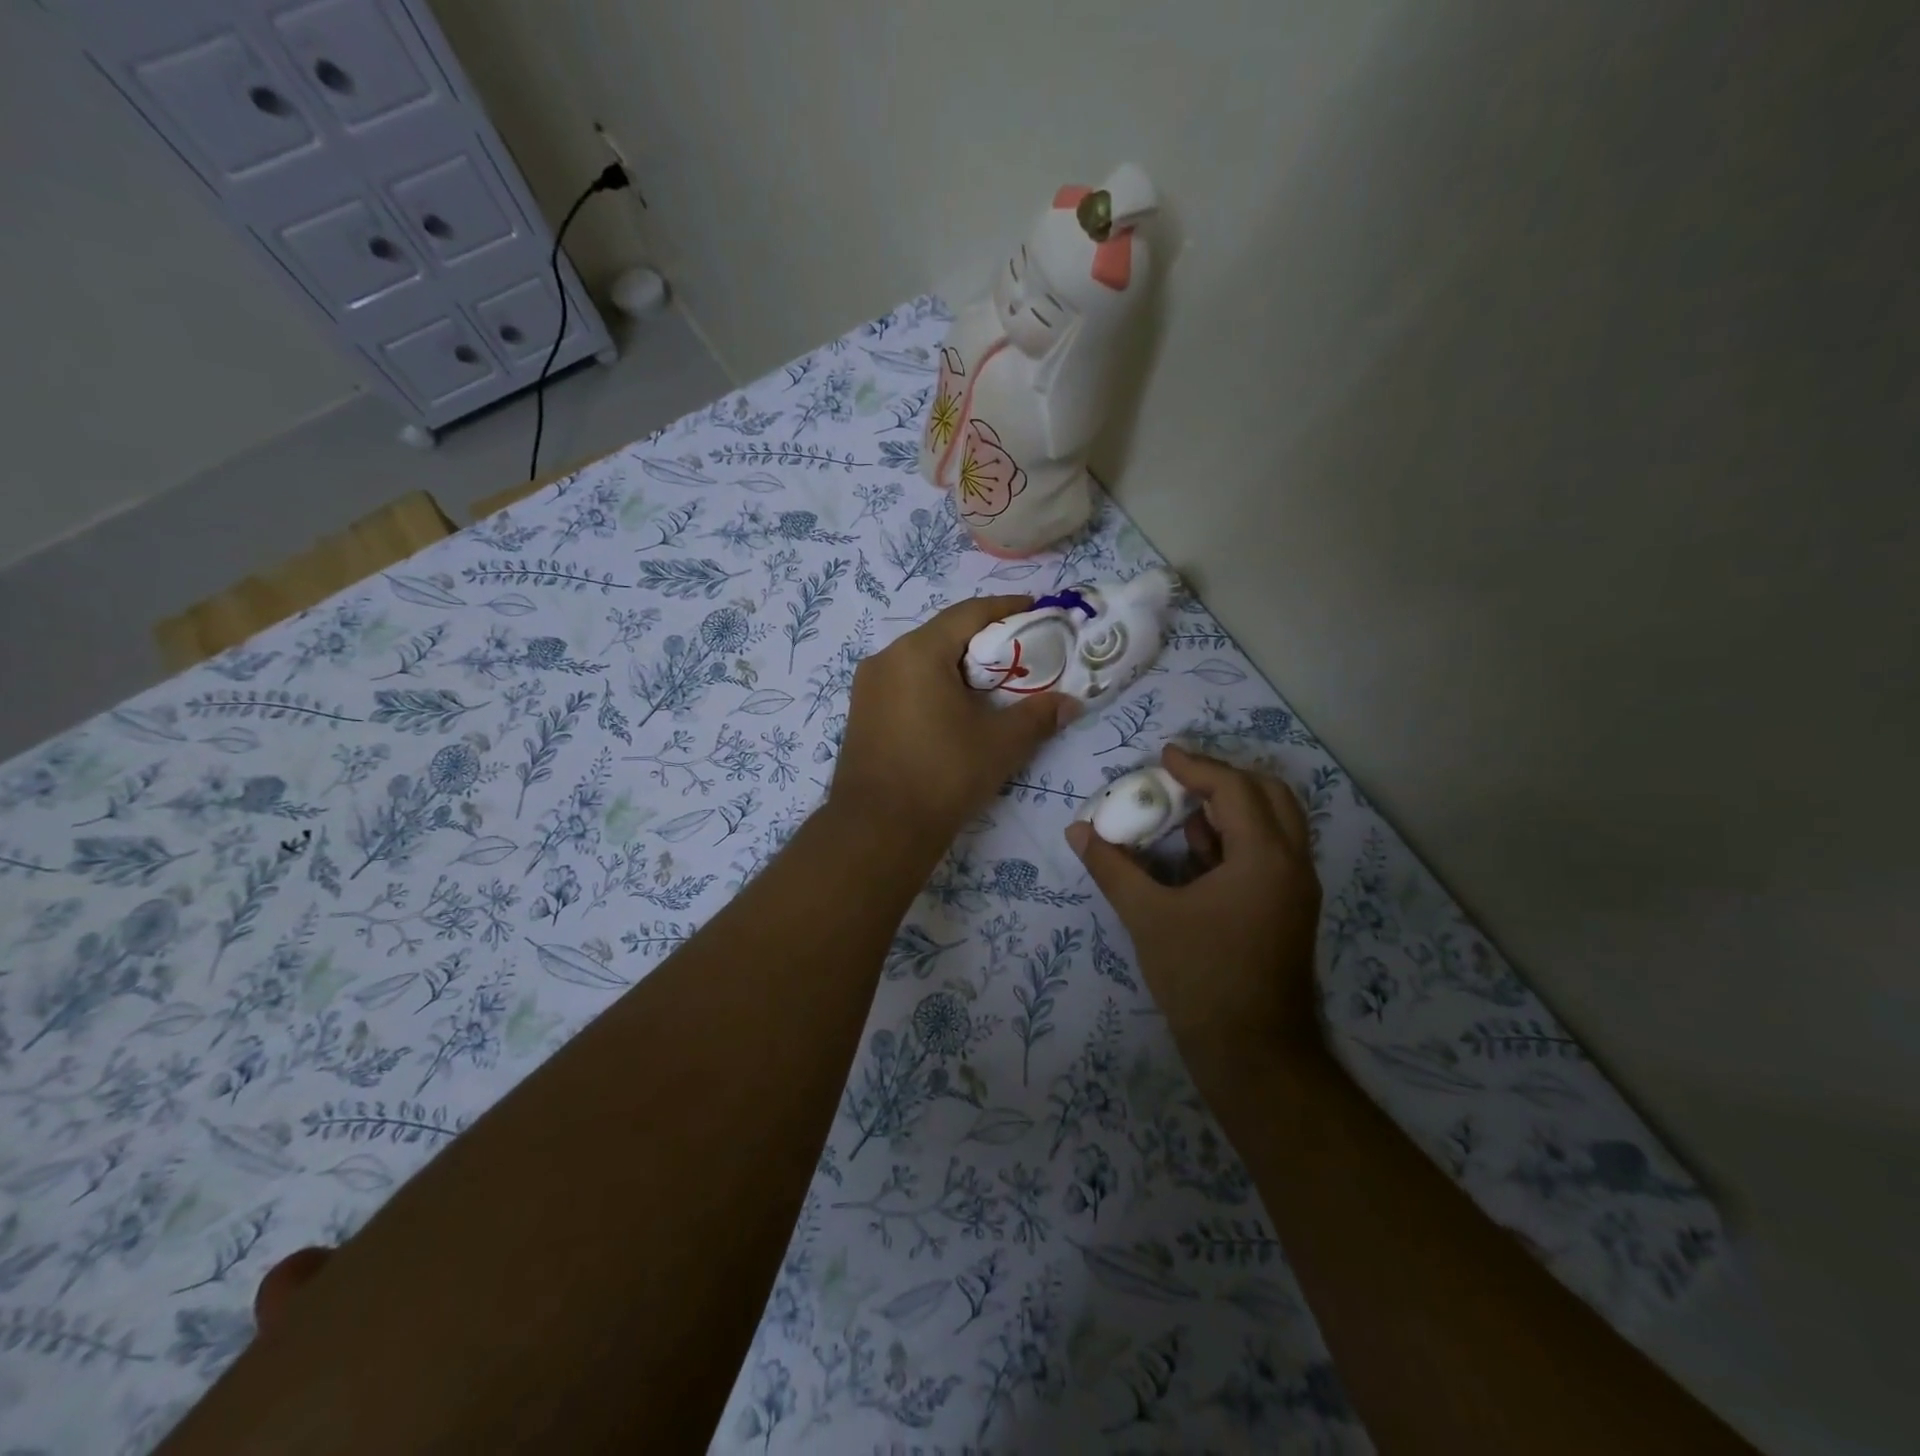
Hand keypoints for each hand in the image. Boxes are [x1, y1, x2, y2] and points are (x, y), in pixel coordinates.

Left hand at [831, 596, 1075, 845]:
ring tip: (993, 683)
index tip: (1039, 610)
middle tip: (1022, 654)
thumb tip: (1071, 703)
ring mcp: (868, 686)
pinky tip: (955, 708)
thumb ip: (1039, 715)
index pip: (970, 613)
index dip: (1008, 608)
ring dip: (958, 665)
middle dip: (985, 640)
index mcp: (918, 651)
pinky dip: (934, 684)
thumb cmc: (943, 775)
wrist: (878, 830)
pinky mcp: (861, 712)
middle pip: (944, 634)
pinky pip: (905, 683)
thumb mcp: (1001, 744)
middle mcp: (886, 658)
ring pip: (922, 660)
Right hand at [1065, 745, 1323, 1070]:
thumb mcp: (1148, 917)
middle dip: (1225, 779)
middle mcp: (1292, 865)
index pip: (1235, 789)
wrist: (1253, 1054)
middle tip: (1182, 778)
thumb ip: (1112, 868)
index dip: (1197, 766)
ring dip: (1234, 809)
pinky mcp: (1290, 911)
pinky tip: (1198, 855)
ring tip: (1186, 812)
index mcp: (1265, 858)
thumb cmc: (1201, 978)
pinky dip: (1238, 840)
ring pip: (1276, 825)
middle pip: (1270, 795)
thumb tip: (1078, 832)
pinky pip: (1270, 854)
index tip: (1163, 755)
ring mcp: (1296, 890)